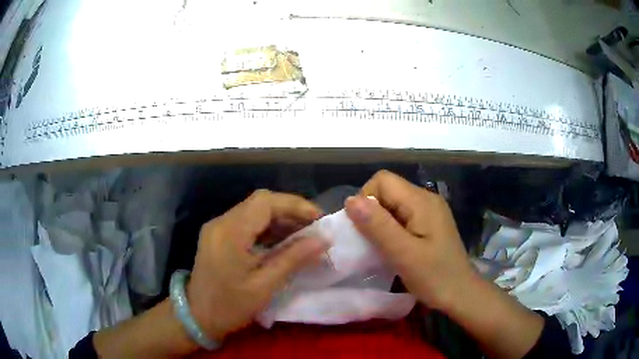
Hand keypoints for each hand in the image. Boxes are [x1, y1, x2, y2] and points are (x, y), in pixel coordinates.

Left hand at [187, 190, 328, 341]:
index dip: (295, 205)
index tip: (319, 219)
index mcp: (230, 233)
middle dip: (290, 211)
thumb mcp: (264, 286)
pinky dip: (267, 228)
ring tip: (303, 235)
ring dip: (280, 219)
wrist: (196, 316)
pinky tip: (282, 241)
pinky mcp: (218, 235)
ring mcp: (218, 227)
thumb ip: (293, 259)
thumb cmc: (230, 306)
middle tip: (314, 227)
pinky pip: (246, 222)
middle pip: (260, 203)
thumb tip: (323, 240)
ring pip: (254, 211)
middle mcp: (221, 222)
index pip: (265, 203)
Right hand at [345, 170, 476, 311]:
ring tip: (383, 247)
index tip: (365, 230)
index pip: (383, 180)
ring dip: (381, 223)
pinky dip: (391, 229)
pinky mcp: (429, 224)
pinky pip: (402, 216)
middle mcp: (426, 199)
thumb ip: (378, 226)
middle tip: (373, 242)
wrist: (461, 294)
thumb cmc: (435, 277)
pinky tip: (394, 248)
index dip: (367, 200)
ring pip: (393, 205)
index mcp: (422, 201)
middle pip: (388, 190)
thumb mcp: (404, 254)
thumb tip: (350, 200)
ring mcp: (429, 211)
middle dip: (373, 213)